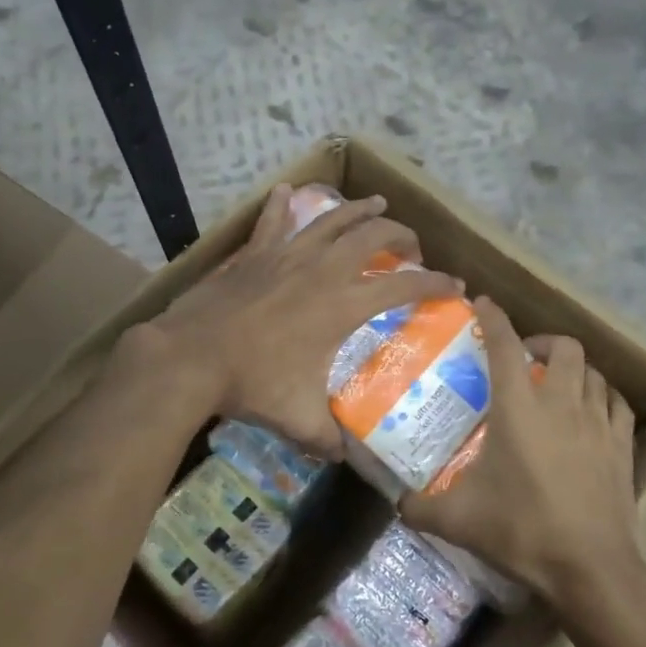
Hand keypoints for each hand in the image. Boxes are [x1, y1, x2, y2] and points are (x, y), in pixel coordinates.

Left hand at [139, 185, 461, 457]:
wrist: (190, 357)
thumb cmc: (251, 384)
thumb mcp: (299, 420)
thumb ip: (328, 439)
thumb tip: (342, 456)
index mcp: (342, 305)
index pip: (403, 285)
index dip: (435, 283)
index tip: (454, 285)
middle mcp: (322, 270)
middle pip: (373, 236)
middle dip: (401, 235)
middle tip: (413, 245)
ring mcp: (286, 255)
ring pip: (331, 220)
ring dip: (359, 210)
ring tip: (377, 203)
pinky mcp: (254, 254)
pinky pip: (272, 221)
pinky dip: (282, 205)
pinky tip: (288, 190)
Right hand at [399, 298, 645, 616]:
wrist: (590, 567)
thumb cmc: (521, 530)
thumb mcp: (458, 520)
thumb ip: (420, 507)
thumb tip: (397, 504)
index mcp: (519, 407)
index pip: (504, 345)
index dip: (493, 318)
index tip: (483, 304)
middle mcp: (562, 402)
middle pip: (563, 347)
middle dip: (541, 342)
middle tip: (523, 359)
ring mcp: (598, 422)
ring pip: (593, 371)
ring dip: (573, 368)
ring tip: (556, 384)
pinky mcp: (622, 445)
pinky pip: (616, 403)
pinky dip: (601, 395)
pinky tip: (592, 409)